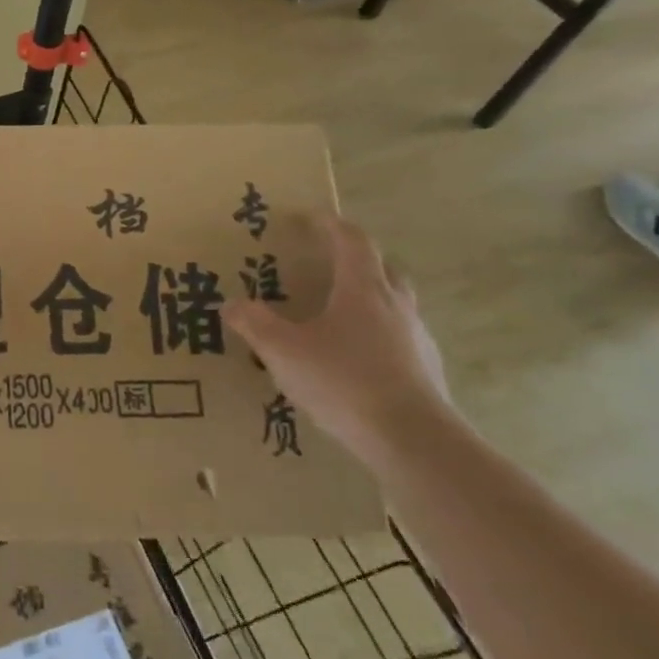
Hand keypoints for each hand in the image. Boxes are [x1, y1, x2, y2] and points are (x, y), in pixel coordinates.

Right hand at [223, 213, 450, 465]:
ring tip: (335, 316)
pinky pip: (399, 338)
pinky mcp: (426, 371)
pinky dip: (376, 336)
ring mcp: (417, 338)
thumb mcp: (282, 351)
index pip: (351, 240)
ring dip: (367, 299)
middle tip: (324, 264)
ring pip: (393, 304)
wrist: (414, 441)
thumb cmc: (344, 381)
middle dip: (354, 259)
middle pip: (380, 267)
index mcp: (362, 289)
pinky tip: (353, 360)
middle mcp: (395, 305)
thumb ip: (254, 324)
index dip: (329, 224)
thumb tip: (232, 304)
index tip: (308, 217)